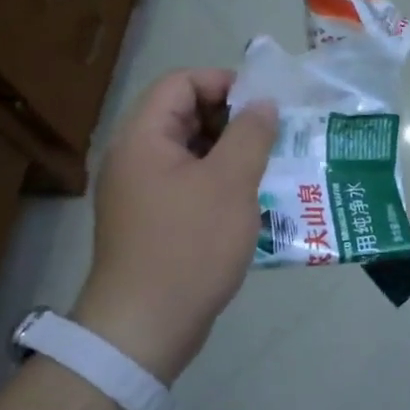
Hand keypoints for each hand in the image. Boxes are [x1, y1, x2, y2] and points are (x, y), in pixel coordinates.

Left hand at [73, 69, 276, 383]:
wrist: (145, 327)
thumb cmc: (189, 246)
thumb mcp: (230, 183)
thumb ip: (250, 134)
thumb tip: (262, 105)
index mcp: (143, 138)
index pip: (180, 83)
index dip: (223, 82)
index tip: (264, 103)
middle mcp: (135, 158)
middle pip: (184, 115)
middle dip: (232, 119)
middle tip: (274, 134)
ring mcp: (141, 192)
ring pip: (190, 153)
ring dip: (230, 153)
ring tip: (272, 164)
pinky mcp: (152, 222)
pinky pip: (188, 184)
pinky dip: (219, 182)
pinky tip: (253, 199)